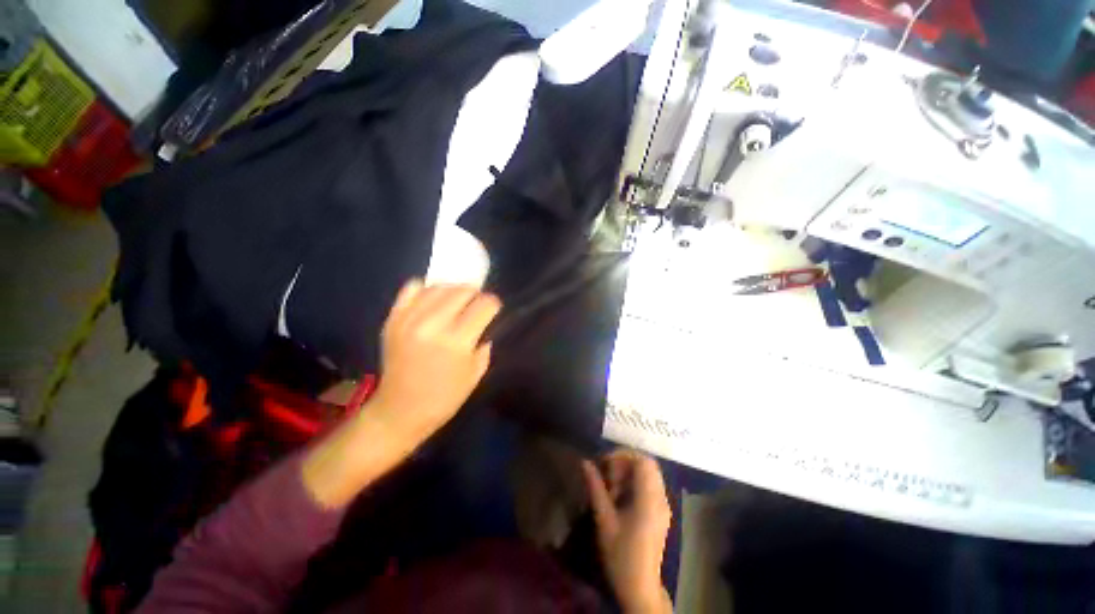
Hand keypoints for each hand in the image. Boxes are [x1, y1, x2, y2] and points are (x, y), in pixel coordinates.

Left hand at [370, 280, 500, 442]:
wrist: (400, 410)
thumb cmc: (444, 397)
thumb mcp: (476, 373)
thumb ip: (484, 344)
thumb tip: (484, 323)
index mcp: (457, 342)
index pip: (484, 305)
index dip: (493, 305)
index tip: (493, 310)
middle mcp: (433, 325)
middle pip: (462, 291)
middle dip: (476, 294)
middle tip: (476, 304)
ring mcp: (409, 320)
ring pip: (439, 287)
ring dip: (454, 290)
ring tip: (457, 300)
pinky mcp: (393, 319)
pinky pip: (411, 289)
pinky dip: (426, 289)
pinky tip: (433, 299)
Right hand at [582, 450, 672, 613]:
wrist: (640, 588)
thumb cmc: (620, 556)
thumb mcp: (604, 521)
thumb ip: (595, 488)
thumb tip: (585, 463)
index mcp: (649, 500)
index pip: (644, 461)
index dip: (624, 455)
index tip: (605, 462)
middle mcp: (661, 499)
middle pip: (648, 464)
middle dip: (625, 462)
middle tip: (607, 473)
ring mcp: (663, 506)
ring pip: (649, 474)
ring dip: (629, 472)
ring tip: (611, 486)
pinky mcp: (661, 512)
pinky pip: (650, 485)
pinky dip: (635, 482)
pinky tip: (620, 496)